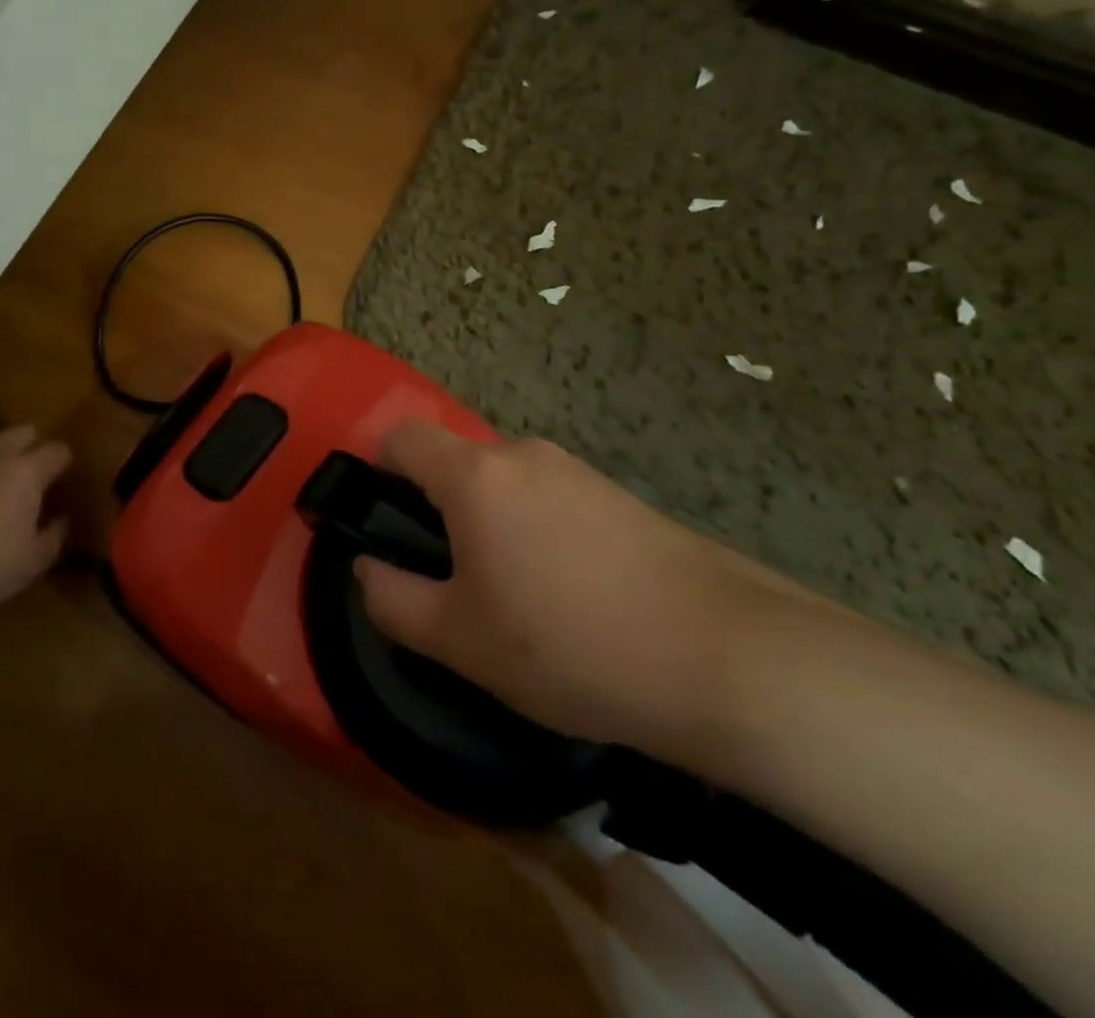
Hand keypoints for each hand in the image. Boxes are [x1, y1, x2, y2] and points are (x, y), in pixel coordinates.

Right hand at [353, 421, 786, 762]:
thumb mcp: (461, 641)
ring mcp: (578, 471)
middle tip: (454, 585)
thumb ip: (392, 600)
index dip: (379, 472)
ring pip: (504, 486)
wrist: (727, 658)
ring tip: (517, 603)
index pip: (402, 436)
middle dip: (439, 514)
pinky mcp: (619, 496)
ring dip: (491, 528)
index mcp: (475, 475)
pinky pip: (550, 500)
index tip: (388, 528)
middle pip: (455, 464)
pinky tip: (570, 598)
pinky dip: (537, 535)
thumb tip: (366, 570)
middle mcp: (523, 454)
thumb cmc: (570, 644)